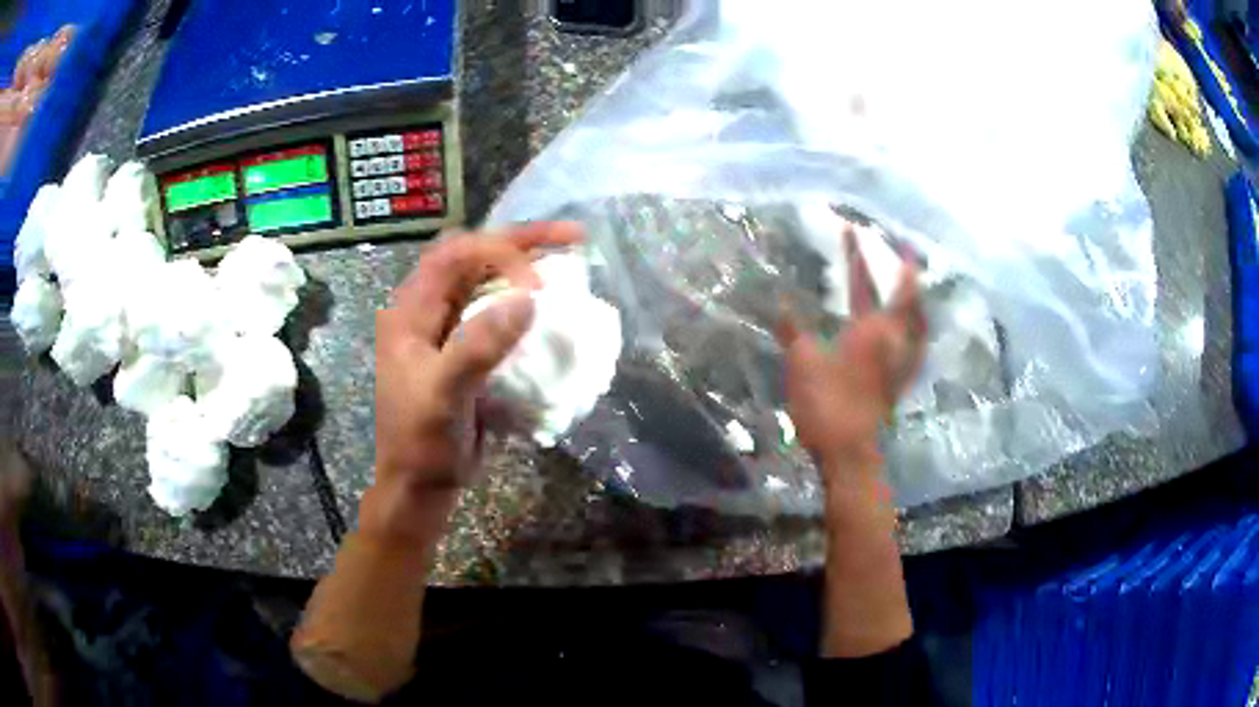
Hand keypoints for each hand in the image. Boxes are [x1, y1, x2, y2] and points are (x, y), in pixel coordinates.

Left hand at [372, 223, 582, 528]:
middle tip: (572, 240)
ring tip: (571, 267)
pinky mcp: (470, 351)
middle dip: (522, 244)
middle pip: (476, 258)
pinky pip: (501, 316)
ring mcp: (450, 329)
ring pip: (490, 283)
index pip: (456, 254)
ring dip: (528, 273)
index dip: (501, 251)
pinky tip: (555, 312)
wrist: (421, 483)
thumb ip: (478, 346)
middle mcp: (430, 310)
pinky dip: (529, 309)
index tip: (542, 276)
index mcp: (412, 311)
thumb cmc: (421, 441)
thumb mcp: (443, 395)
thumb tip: (528, 300)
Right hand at [777, 226, 926, 477]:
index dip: (874, 257)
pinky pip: (913, 343)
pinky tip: (904, 330)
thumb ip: (794, 330)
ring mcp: (901, 363)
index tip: (869, 233)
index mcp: (876, 329)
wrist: (849, 452)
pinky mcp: (898, 381)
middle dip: (901, 271)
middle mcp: (896, 341)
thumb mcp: (803, 361)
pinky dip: (912, 327)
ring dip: (914, 300)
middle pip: (906, 299)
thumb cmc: (828, 402)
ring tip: (910, 285)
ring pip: (916, 322)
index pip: (879, 284)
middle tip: (898, 251)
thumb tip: (780, 304)